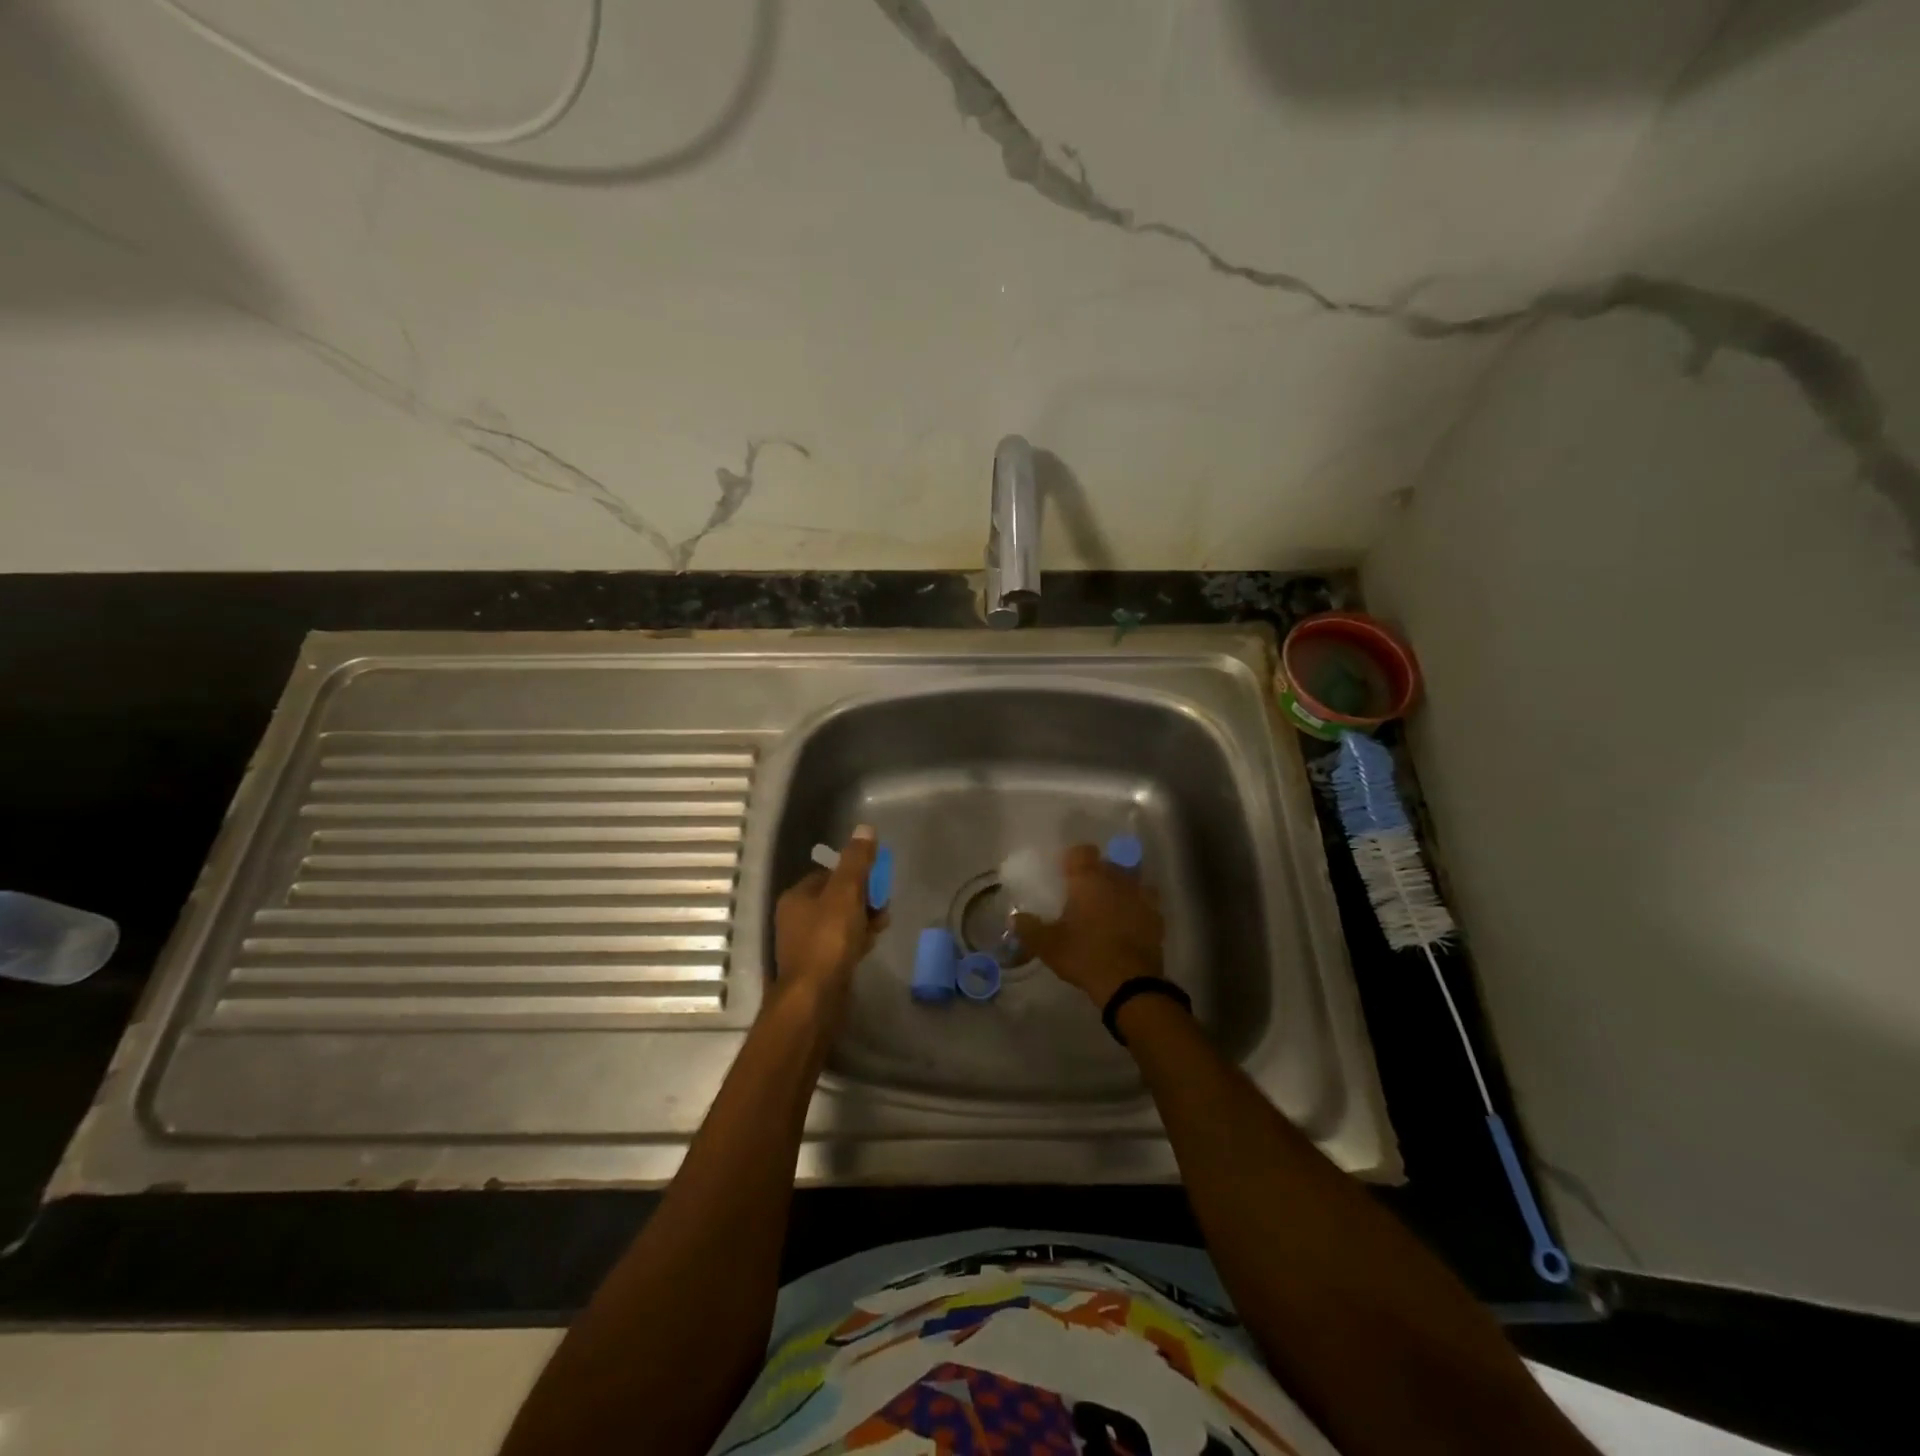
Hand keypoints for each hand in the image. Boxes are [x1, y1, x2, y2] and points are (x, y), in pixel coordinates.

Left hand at [771, 826, 885, 1021]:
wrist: (815, 999)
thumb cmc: (828, 940)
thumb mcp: (846, 893)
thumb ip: (857, 861)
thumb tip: (865, 828)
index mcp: (796, 896)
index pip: (829, 873)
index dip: (855, 874)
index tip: (877, 882)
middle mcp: (795, 918)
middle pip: (836, 897)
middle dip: (863, 898)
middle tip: (883, 907)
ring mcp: (805, 944)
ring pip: (840, 921)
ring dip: (863, 920)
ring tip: (881, 926)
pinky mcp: (817, 966)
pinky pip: (840, 944)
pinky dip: (856, 940)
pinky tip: (870, 946)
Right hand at [1011, 844, 1162, 1009]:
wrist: (1129, 983)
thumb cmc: (1085, 956)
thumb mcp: (1048, 945)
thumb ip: (1028, 928)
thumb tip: (1014, 918)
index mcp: (1089, 880)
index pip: (1082, 851)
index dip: (1073, 859)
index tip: (1065, 873)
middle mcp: (1117, 880)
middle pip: (1108, 864)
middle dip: (1098, 873)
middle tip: (1084, 893)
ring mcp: (1141, 897)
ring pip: (1132, 880)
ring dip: (1122, 887)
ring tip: (1111, 905)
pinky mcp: (1157, 917)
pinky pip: (1147, 903)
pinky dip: (1138, 908)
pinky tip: (1130, 923)